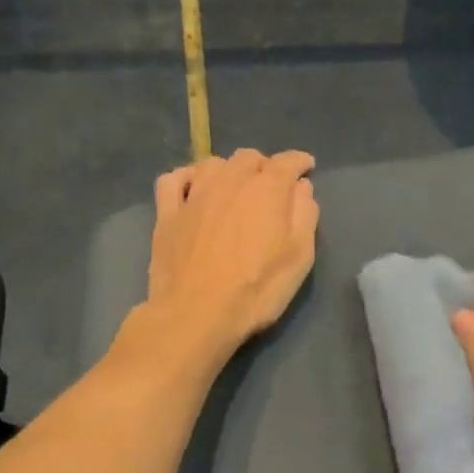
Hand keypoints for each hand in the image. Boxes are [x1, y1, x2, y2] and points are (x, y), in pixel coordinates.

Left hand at [138, 148, 318, 368]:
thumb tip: (301, 187)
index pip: (287, 162)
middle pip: (248, 158)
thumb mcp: (299, 257)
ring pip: (212, 164)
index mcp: (266, 189)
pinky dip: (186, 177)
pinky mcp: (166, 214)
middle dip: (264, 166)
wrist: (196, 314)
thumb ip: (304, 215)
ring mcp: (193, 195)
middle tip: (271, 186)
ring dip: (228, 170)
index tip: (307, 167)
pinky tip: (192, 189)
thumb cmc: (256, 290)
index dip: (299, 162)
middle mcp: (229, 181)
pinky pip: (173, 180)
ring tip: (234, 188)